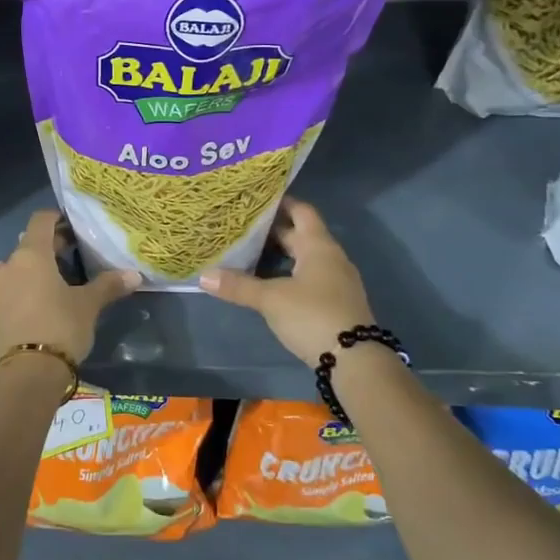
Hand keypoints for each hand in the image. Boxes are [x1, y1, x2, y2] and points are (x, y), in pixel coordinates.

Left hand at [0, 209, 138, 365]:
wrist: (27, 373)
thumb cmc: (60, 327)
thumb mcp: (88, 305)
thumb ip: (109, 285)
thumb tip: (135, 274)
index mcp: (31, 254)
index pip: (41, 220)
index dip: (58, 218)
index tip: (76, 225)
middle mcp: (10, 264)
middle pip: (30, 242)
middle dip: (52, 244)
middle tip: (77, 252)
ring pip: (20, 265)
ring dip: (38, 266)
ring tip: (62, 278)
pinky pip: (13, 285)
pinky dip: (28, 284)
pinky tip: (46, 298)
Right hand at [199, 199, 374, 364]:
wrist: (355, 360)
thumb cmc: (313, 316)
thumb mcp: (271, 299)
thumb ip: (239, 286)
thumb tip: (203, 275)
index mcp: (318, 246)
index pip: (301, 211)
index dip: (280, 203)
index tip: (255, 199)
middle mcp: (331, 257)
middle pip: (301, 235)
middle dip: (273, 231)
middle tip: (242, 227)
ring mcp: (336, 281)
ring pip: (305, 258)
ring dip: (281, 255)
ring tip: (249, 253)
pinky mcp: (336, 302)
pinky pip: (310, 277)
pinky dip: (289, 274)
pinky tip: (269, 283)